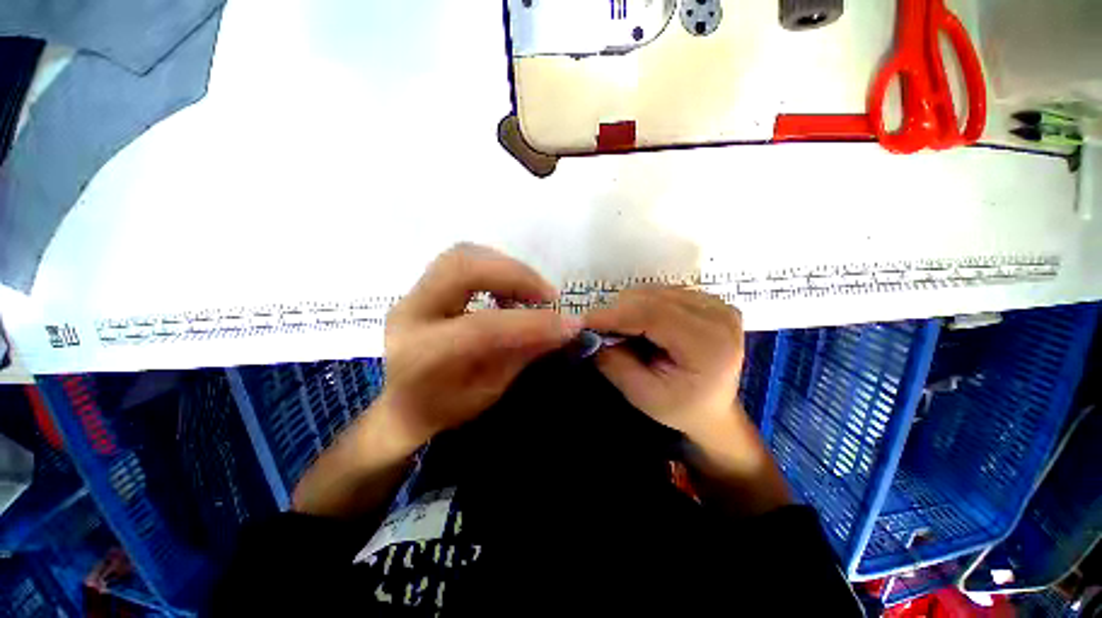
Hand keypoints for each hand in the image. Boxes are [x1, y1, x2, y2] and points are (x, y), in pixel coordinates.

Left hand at [380, 244, 579, 443]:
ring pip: (462, 255)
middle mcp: (409, 315)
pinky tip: (510, 290)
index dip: (531, 323)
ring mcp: (411, 294)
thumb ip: (522, 354)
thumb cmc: (446, 408)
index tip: (570, 324)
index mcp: (422, 356)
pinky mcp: (422, 286)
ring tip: (532, 292)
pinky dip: (495, 268)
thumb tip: (563, 327)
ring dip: (507, 267)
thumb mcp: (490, 391)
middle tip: (548, 296)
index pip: (482, 327)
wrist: (403, 404)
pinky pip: (462, 260)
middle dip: (516, 275)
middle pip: (463, 269)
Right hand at [583, 287, 744, 439]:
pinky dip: (642, 304)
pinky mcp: (710, 301)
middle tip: (596, 327)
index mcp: (710, 345)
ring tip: (617, 329)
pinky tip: (638, 323)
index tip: (585, 321)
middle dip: (618, 310)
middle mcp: (719, 317)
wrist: (713, 409)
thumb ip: (614, 363)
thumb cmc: (680, 408)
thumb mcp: (642, 395)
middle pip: (655, 299)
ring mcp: (717, 305)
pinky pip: (664, 293)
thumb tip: (590, 334)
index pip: (655, 315)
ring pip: (656, 292)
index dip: (616, 315)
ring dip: (629, 307)